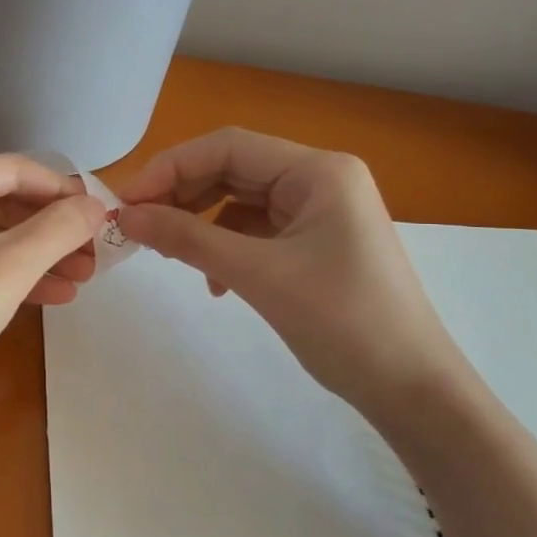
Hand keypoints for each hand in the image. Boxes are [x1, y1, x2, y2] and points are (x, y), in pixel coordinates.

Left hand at [0, 155, 106, 420]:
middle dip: (52, 228)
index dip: (63, 190)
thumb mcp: (7, 269)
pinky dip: (6, 276)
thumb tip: (96, 204)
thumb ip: (58, 230)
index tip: (103, 214)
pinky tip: (48, 298)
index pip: (14, 169)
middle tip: (95, 254)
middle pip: (0, 202)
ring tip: (82, 279)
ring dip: (35, 255)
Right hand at [117, 128, 468, 417]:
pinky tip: (213, 281)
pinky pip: (254, 230)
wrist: (411, 389)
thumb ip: (187, 239)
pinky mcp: (313, 242)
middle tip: (137, 227)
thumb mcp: (258, 275)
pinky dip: (224, 247)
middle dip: (182, 195)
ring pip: (239, 200)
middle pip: (232, 170)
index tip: (126, 202)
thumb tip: (125, 217)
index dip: (171, 168)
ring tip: (169, 253)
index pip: (228, 147)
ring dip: (200, 223)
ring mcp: (319, 211)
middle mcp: (320, 179)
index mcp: (319, 171)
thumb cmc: (343, 322)